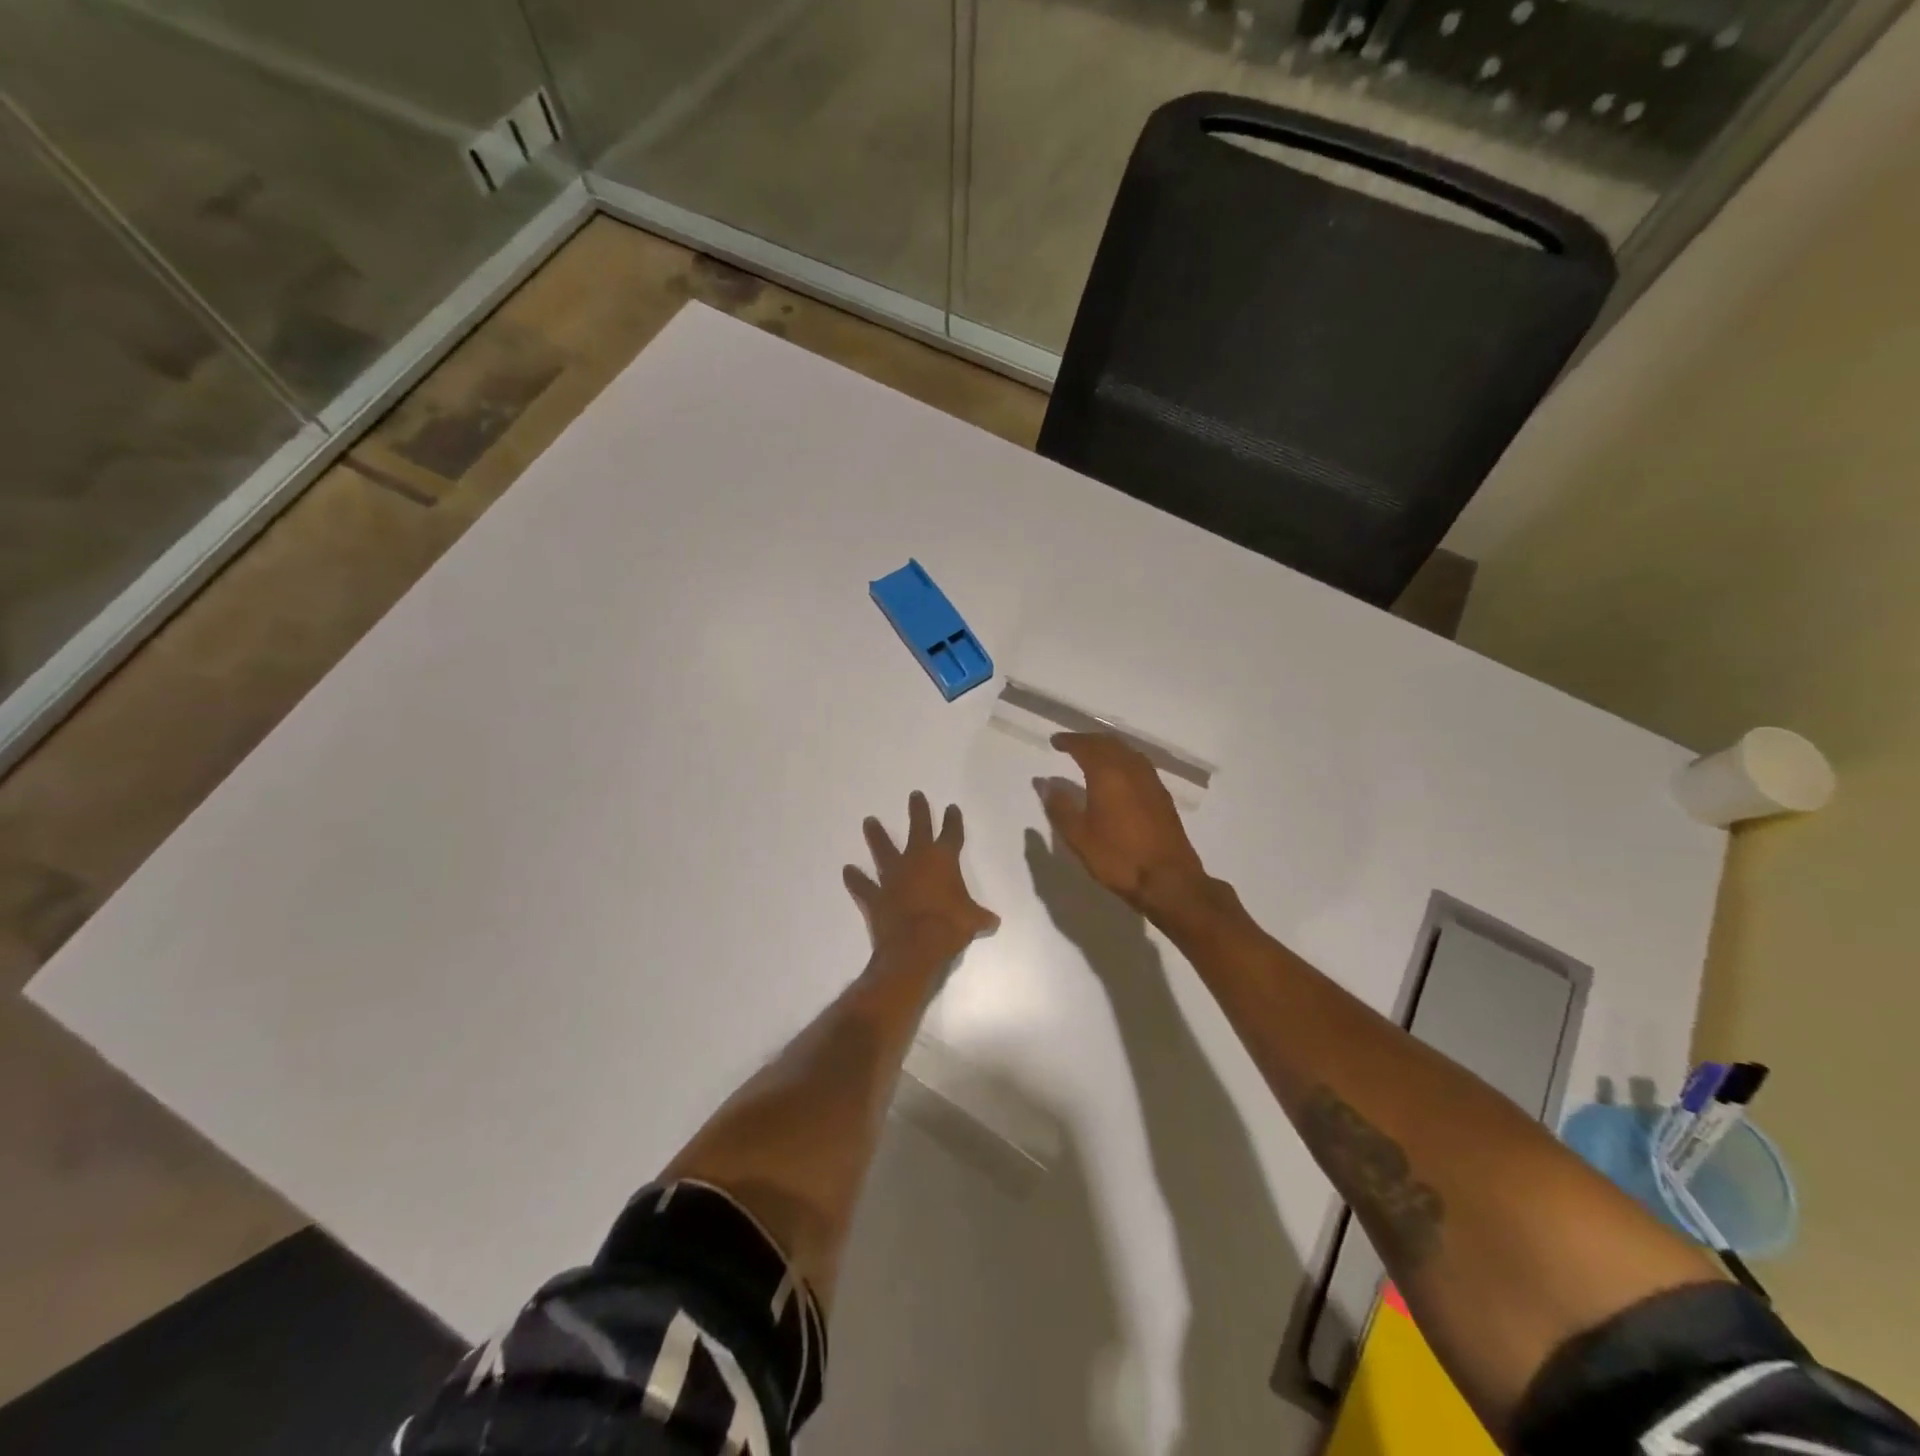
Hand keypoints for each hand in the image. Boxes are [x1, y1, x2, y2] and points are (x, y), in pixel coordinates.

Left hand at [844, 792, 998, 961]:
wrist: (916, 947)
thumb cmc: (950, 927)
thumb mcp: (973, 921)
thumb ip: (981, 917)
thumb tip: (994, 921)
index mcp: (943, 860)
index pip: (951, 834)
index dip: (953, 820)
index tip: (951, 808)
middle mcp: (916, 860)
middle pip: (918, 828)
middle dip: (918, 811)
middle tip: (914, 795)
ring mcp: (893, 876)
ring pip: (883, 849)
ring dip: (877, 835)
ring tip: (869, 821)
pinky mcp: (875, 895)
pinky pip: (863, 885)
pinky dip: (855, 879)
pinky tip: (848, 871)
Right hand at [1036, 733, 1209, 911]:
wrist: (1168, 880)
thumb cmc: (1117, 858)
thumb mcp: (1078, 836)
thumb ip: (1060, 806)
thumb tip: (1044, 783)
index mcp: (1108, 774)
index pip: (1086, 746)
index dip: (1069, 741)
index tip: (1055, 741)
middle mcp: (1131, 769)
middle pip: (1109, 743)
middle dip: (1088, 740)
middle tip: (1071, 744)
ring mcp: (1151, 781)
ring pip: (1127, 752)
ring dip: (1107, 748)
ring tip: (1092, 755)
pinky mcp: (1162, 795)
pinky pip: (1139, 765)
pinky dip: (1122, 760)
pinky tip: (1118, 775)